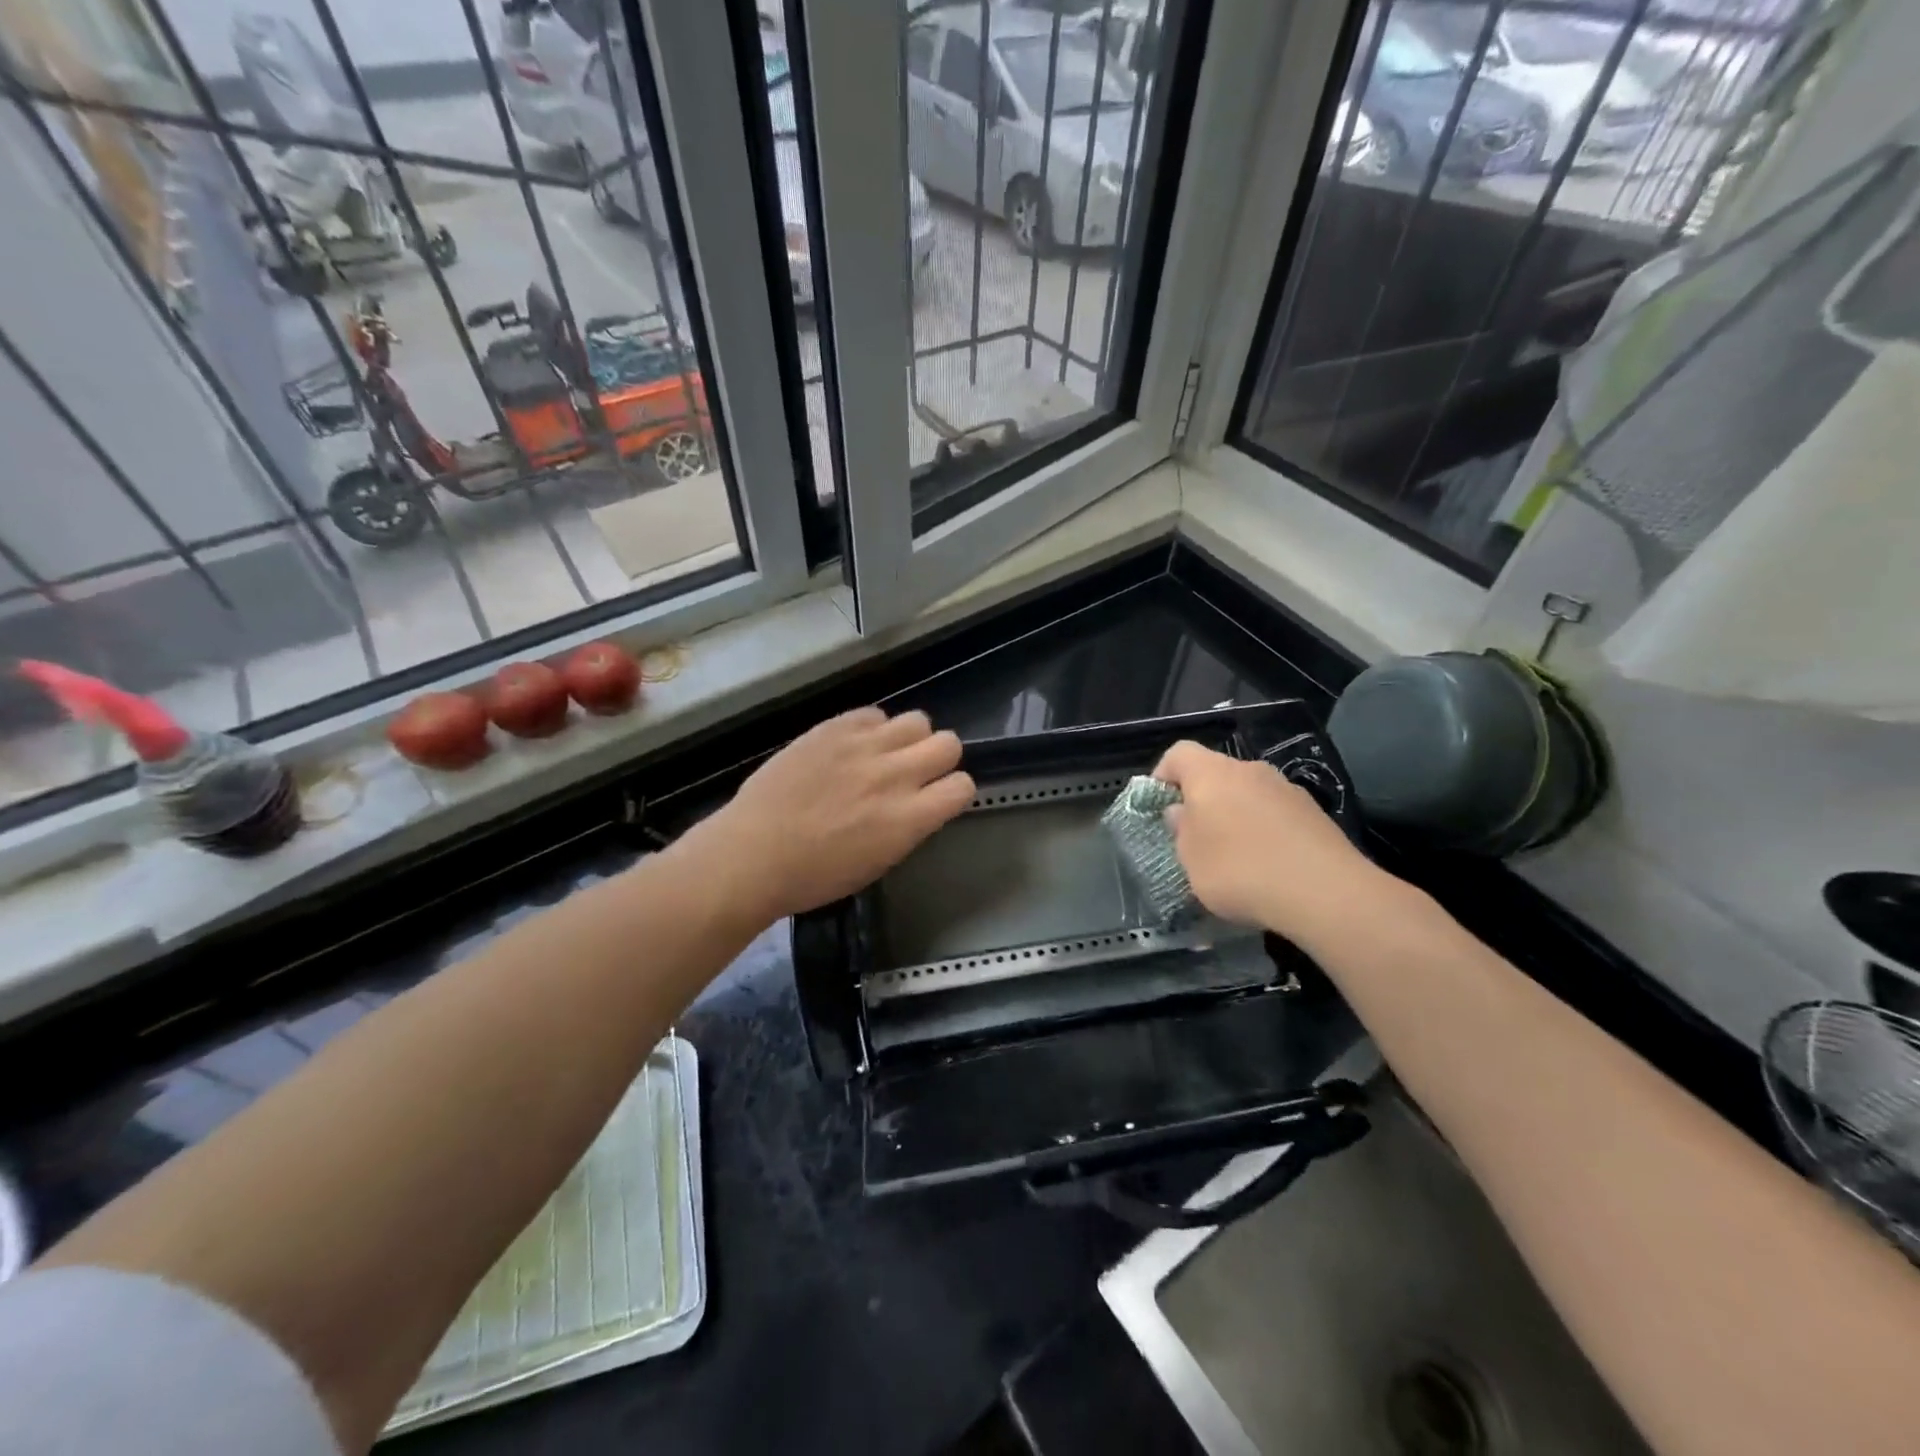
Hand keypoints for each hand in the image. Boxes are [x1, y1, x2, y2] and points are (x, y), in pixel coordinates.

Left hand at [686, 707, 973, 922]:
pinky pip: (874, 714)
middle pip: (949, 743)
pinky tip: (852, 747)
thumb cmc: (813, 876)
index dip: (953, 791)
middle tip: (914, 772)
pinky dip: (872, 729)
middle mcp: (894, 775)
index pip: (963, 786)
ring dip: (909, 739)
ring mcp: (863, 747)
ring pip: (917, 720)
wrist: (752, 853)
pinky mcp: (834, 728)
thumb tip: (919, 804)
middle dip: (939, 758)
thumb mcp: (877, 863)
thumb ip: (908, 827)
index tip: (937, 798)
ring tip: (884, 754)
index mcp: (909, 819)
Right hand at [1153, 740, 1391, 945]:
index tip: (1158, 805)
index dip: (1163, 774)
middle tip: (1194, 835)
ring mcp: (1286, 788)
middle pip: (1215, 773)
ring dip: (1235, 814)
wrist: (1325, 893)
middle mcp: (1249, 770)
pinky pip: (1274, 813)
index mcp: (1211, 774)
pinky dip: (1264, 830)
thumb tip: (1181, 811)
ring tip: (1233, 855)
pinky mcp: (1314, 812)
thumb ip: (1181, 830)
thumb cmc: (1239, 870)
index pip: (1178, 753)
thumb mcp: (1191, 858)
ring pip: (1247, 793)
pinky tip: (1267, 865)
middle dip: (1201, 799)